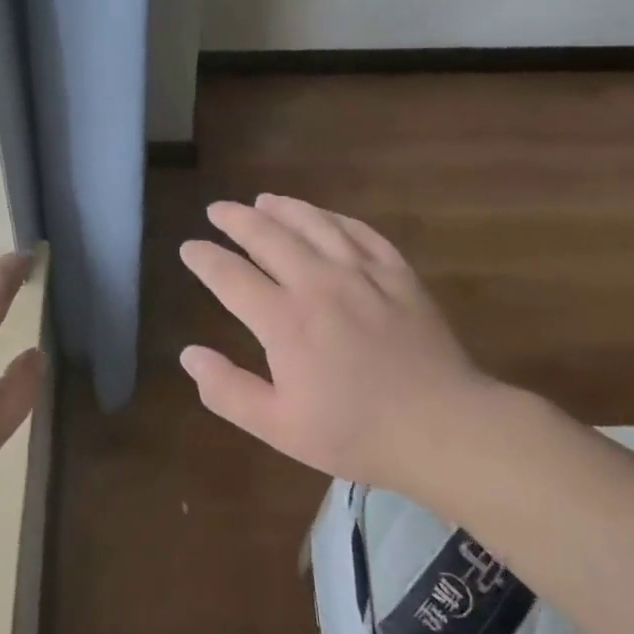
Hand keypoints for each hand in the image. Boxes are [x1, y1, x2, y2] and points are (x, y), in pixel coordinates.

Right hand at [178, 194, 511, 495]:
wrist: (444, 428)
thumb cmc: (356, 433)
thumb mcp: (278, 427)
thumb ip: (227, 390)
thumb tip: (188, 354)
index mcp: (284, 320)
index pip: (230, 276)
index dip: (204, 258)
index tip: (189, 247)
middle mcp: (318, 283)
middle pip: (268, 236)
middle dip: (236, 219)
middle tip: (218, 209)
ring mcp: (362, 273)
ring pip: (315, 224)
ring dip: (284, 208)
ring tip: (263, 200)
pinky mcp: (398, 274)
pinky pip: (360, 232)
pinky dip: (335, 218)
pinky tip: (324, 216)